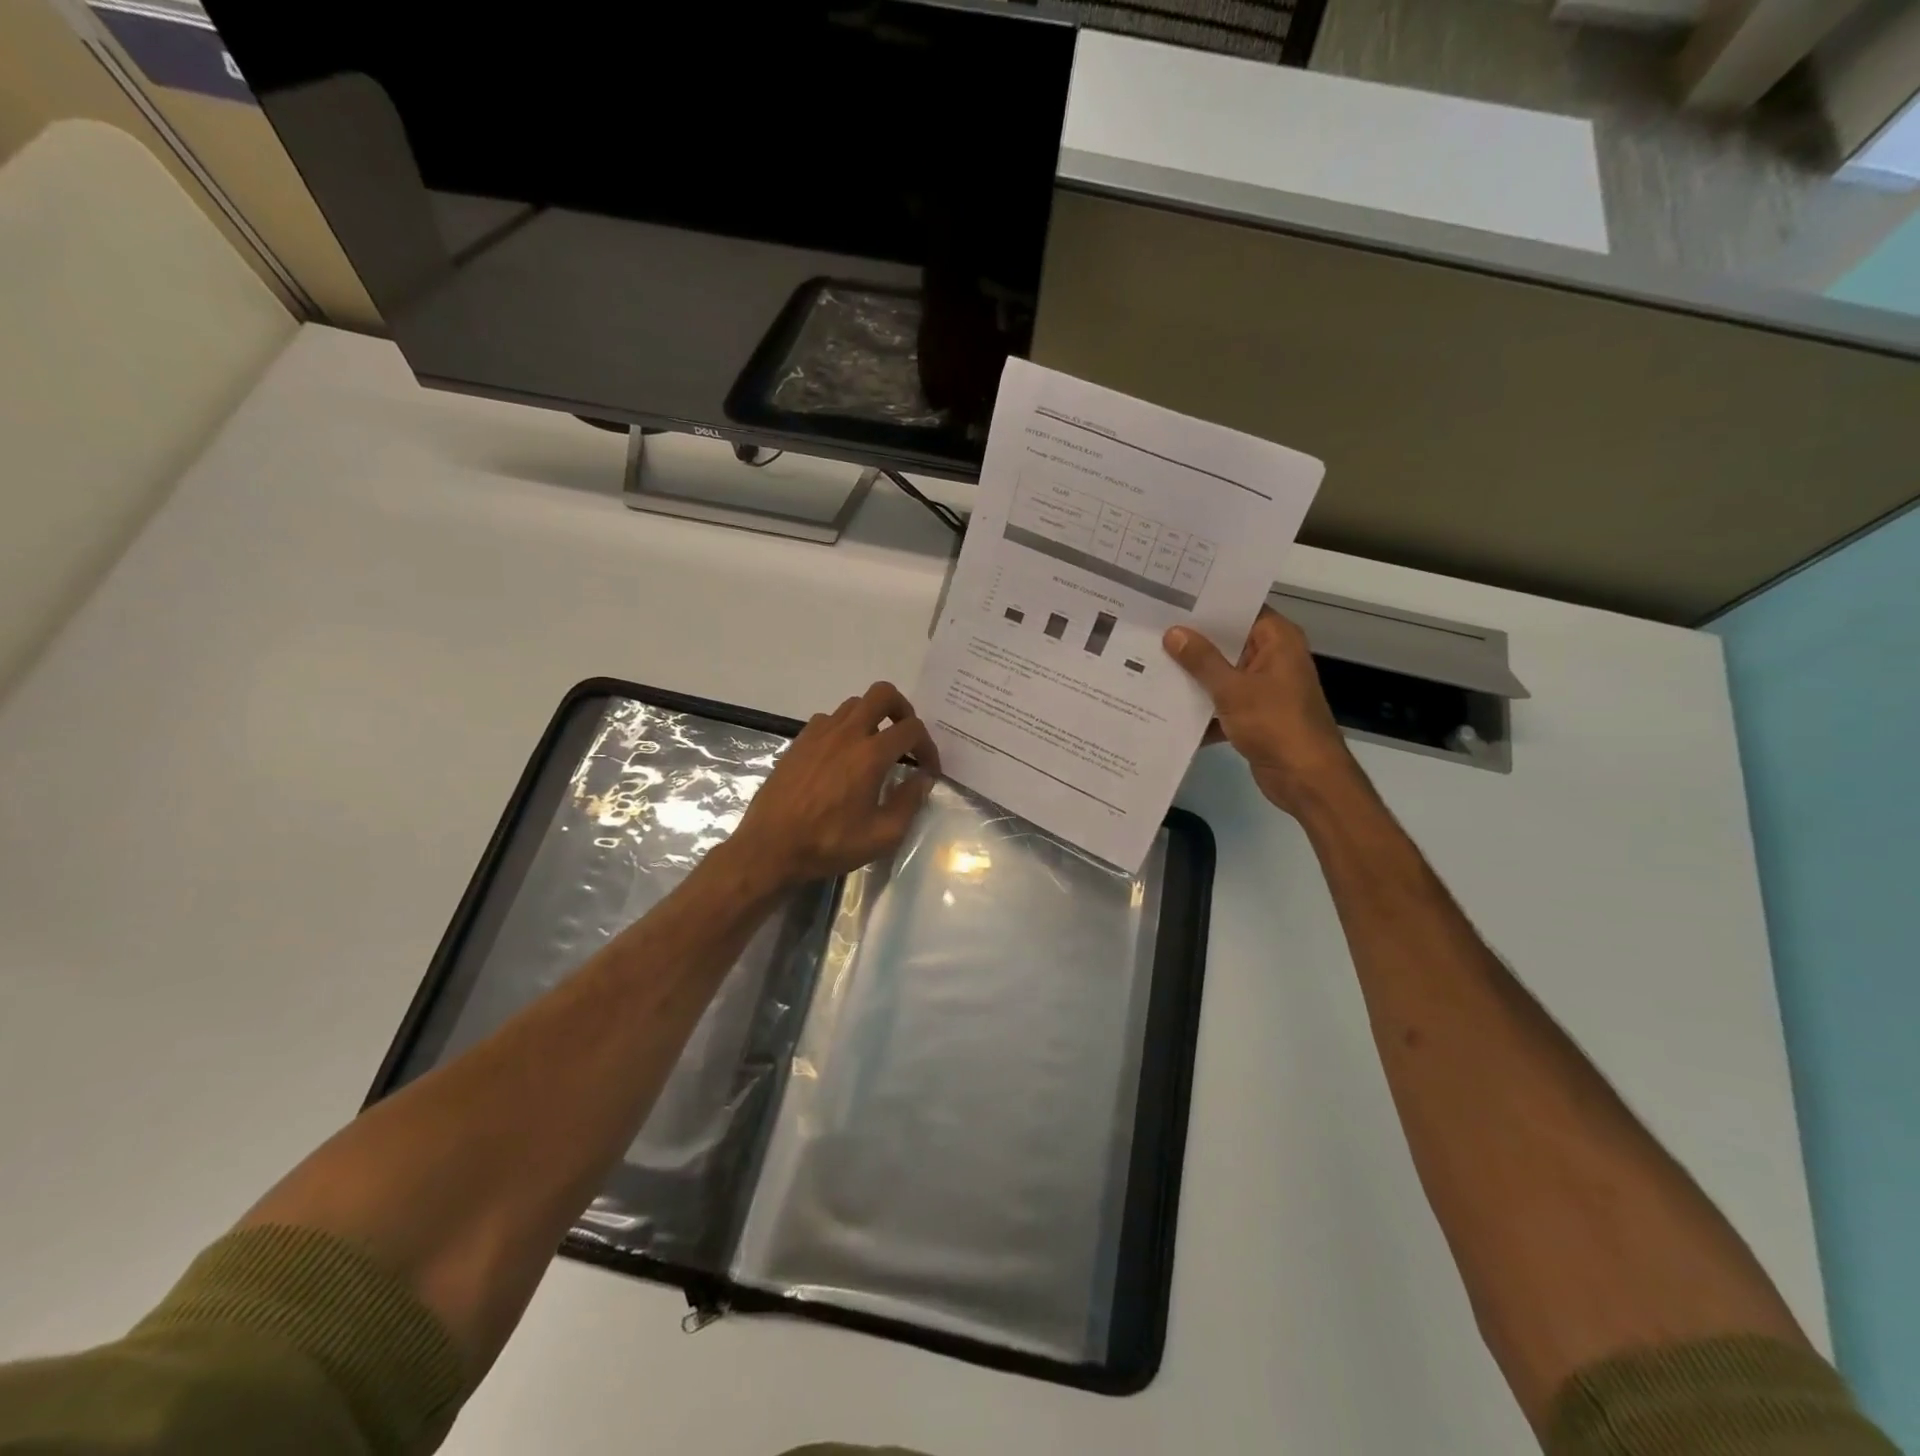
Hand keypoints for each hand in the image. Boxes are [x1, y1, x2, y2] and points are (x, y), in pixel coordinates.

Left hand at [726, 681, 938, 887]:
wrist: (770, 847)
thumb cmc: (829, 844)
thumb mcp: (882, 836)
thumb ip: (909, 803)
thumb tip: (922, 779)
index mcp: (870, 755)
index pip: (911, 729)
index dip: (928, 746)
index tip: (928, 769)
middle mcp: (846, 734)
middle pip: (882, 694)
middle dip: (903, 710)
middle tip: (905, 737)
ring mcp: (819, 734)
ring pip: (854, 704)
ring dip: (872, 718)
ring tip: (876, 747)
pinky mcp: (799, 741)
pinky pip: (829, 719)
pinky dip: (845, 728)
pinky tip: (843, 756)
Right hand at [1163, 607, 1359, 816]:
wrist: (1305, 778)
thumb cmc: (1276, 724)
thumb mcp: (1233, 689)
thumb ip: (1202, 660)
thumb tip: (1173, 632)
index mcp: (1277, 641)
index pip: (1241, 610)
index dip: (1208, 605)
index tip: (1171, 600)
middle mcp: (1272, 659)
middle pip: (1227, 643)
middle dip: (1191, 642)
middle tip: (1150, 631)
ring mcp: (1263, 689)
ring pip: (1221, 675)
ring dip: (1192, 677)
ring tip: (1148, 664)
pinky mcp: (1254, 716)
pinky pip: (1221, 704)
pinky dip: (1201, 709)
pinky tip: (1164, 708)